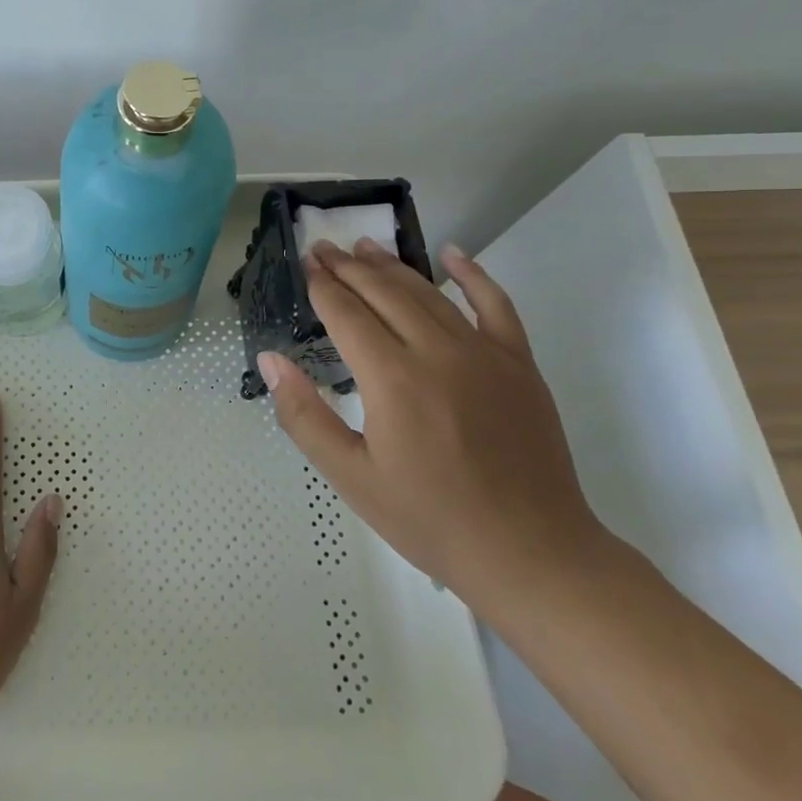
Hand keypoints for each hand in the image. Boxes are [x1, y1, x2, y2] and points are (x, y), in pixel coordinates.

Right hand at [257, 240, 605, 607]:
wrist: (530, 553)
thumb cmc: (429, 520)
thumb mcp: (351, 477)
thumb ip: (305, 415)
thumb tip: (271, 360)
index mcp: (393, 380)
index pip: (348, 315)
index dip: (323, 287)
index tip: (305, 264)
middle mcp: (438, 352)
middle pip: (385, 293)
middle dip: (349, 267)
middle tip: (324, 248)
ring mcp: (485, 353)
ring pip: (429, 293)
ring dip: (393, 266)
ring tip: (364, 247)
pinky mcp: (519, 364)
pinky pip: (496, 304)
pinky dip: (473, 275)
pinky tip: (452, 254)